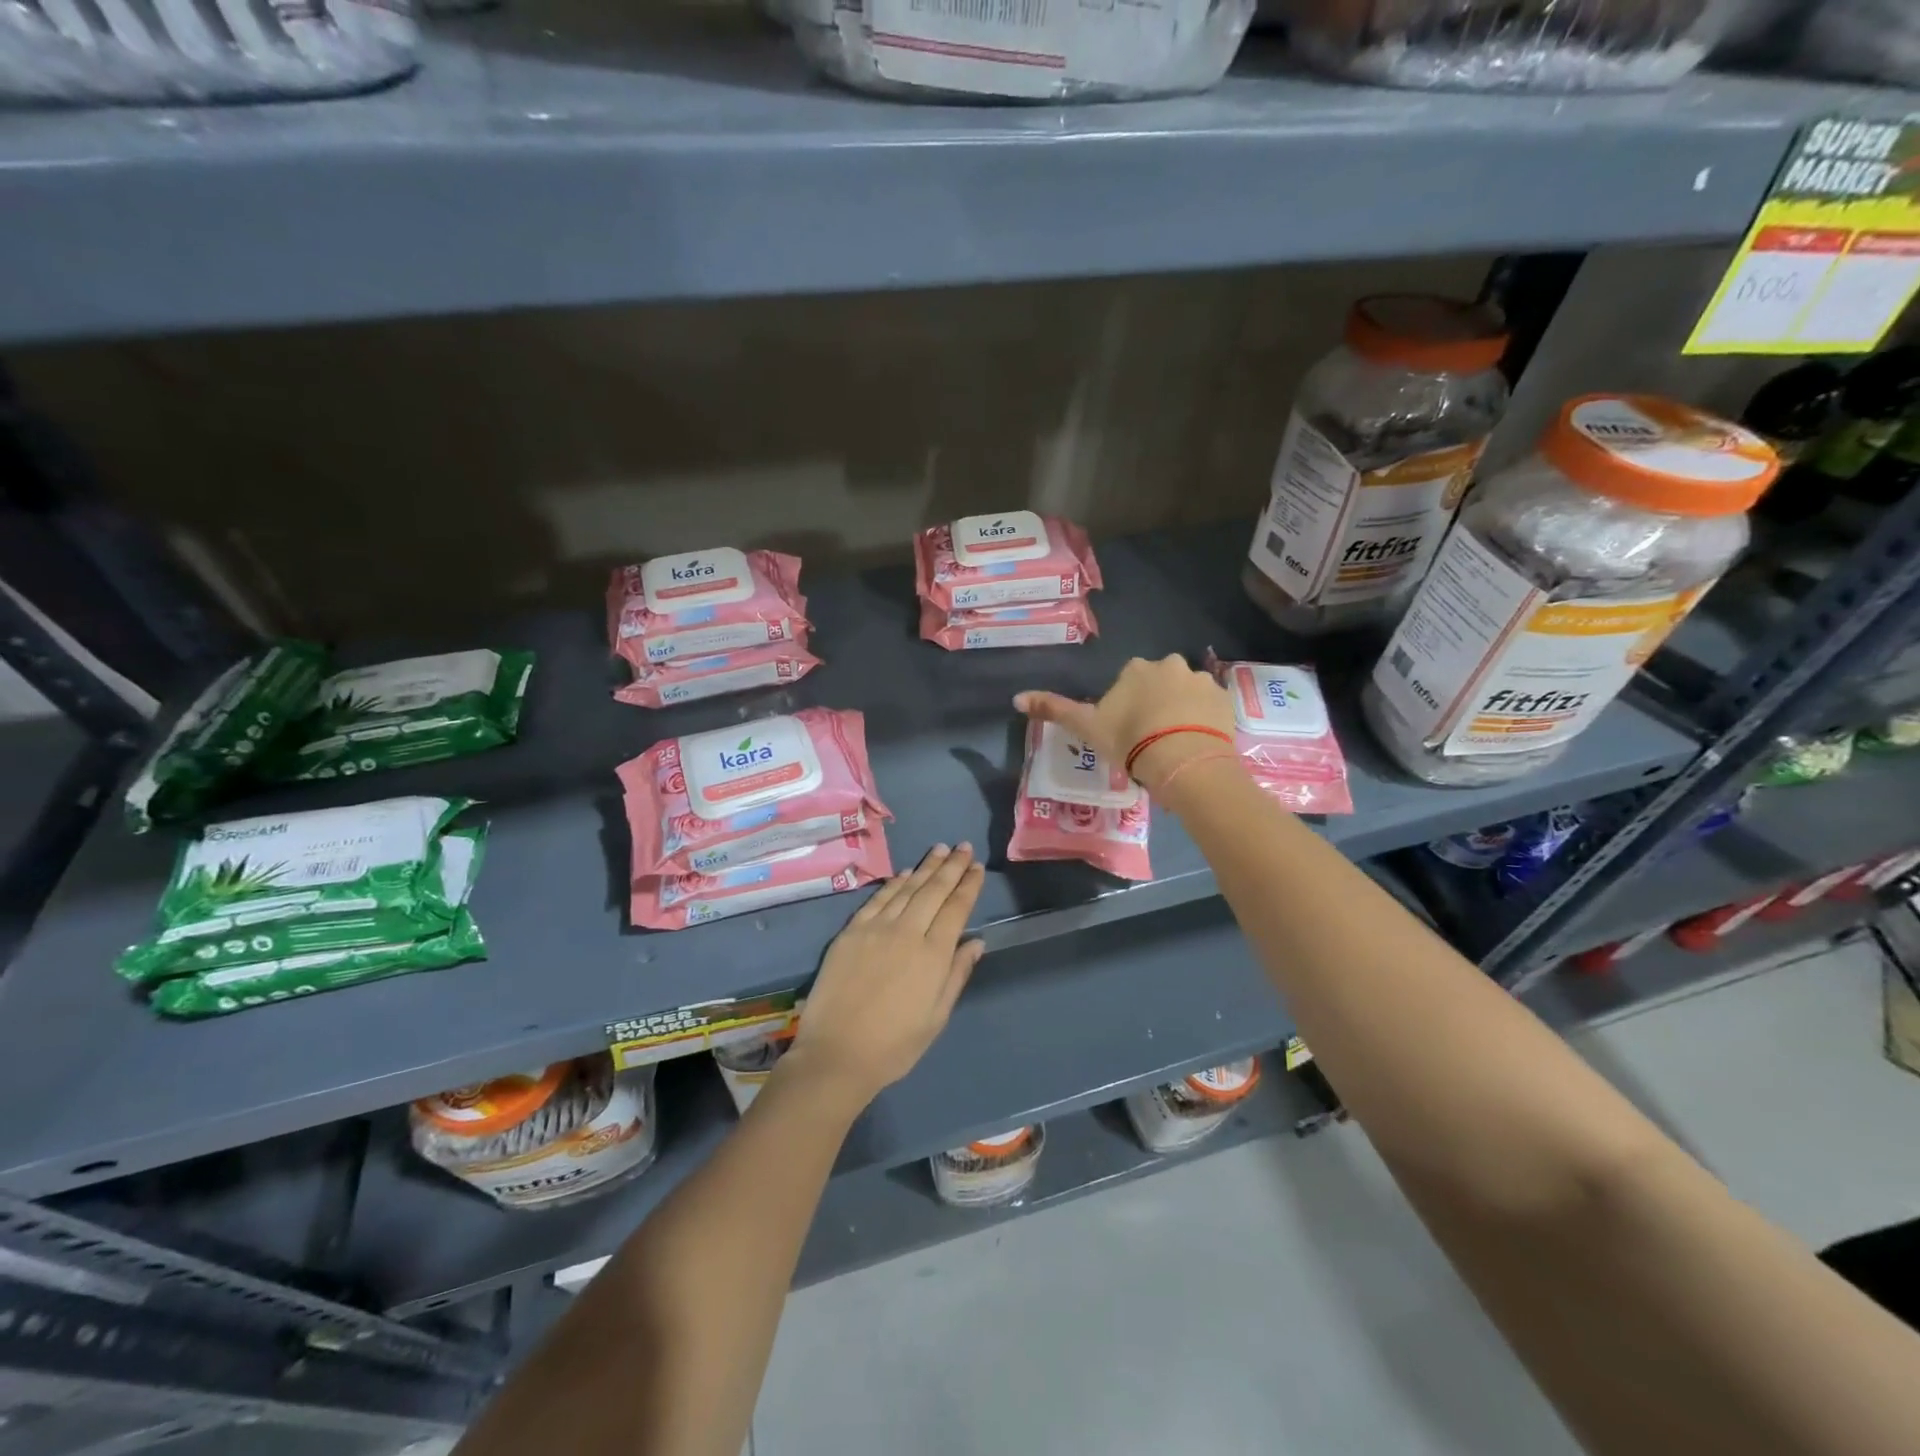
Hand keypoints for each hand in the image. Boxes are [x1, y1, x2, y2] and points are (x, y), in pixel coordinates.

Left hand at [780, 843, 986, 1113]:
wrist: (836, 1054)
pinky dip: (894, 883)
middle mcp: (907, 932)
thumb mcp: (937, 1017)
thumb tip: (976, 942)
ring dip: (925, 867)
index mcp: (933, 955)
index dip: (968, 885)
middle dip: (951, 866)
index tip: (977, 867)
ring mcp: (876, 929)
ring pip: (906, 888)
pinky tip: (904, 873)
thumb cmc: (895, 1045)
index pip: (956, 908)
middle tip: (964, 847)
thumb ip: (957, 974)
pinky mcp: (851, 932)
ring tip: (940, 849)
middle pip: (933, 891)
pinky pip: (877, 899)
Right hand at [1014, 654, 1235, 787]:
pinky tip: (1196, 743)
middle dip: (1155, 703)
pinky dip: (1203, 720)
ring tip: (1175, 744)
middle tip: (1150, 739)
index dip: (1125, 706)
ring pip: (1185, 693)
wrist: (1184, 761)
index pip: (1127, 680)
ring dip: (1180, 711)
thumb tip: (1017, 697)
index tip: (1126, 731)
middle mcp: (1170, 665)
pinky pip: (1209, 706)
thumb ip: (1055, 709)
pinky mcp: (1225, 699)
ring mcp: (1201, 680)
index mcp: (1135, 669)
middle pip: (1158, 683)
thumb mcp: (1088, 727)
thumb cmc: (1131, 741)